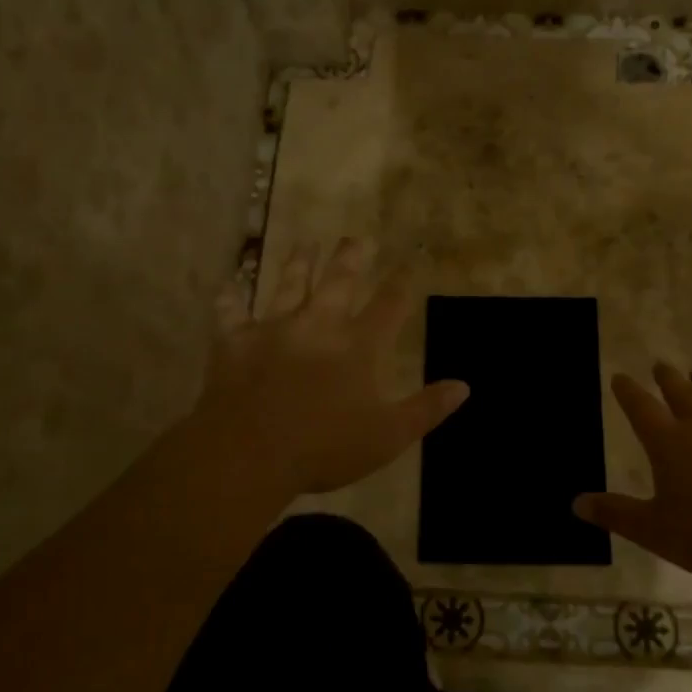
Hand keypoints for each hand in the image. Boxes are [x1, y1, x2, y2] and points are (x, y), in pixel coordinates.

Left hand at [193, 238, 468, 497]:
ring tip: (305, 244)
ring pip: (288, 285)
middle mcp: (319, 325)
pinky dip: (229, 300)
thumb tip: (464, 385)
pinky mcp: (236, 342)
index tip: (409, 262)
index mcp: (358, 346)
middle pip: (339, 281)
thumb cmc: (325, 448)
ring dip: (298, 263)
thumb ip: (426, 408)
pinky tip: (228, 287)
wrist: (250, 453)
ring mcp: (274, 329)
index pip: (389, 305)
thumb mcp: (388, 436)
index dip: (402, 283)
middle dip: (351, 258)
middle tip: (356, 238)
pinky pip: (230, 314)